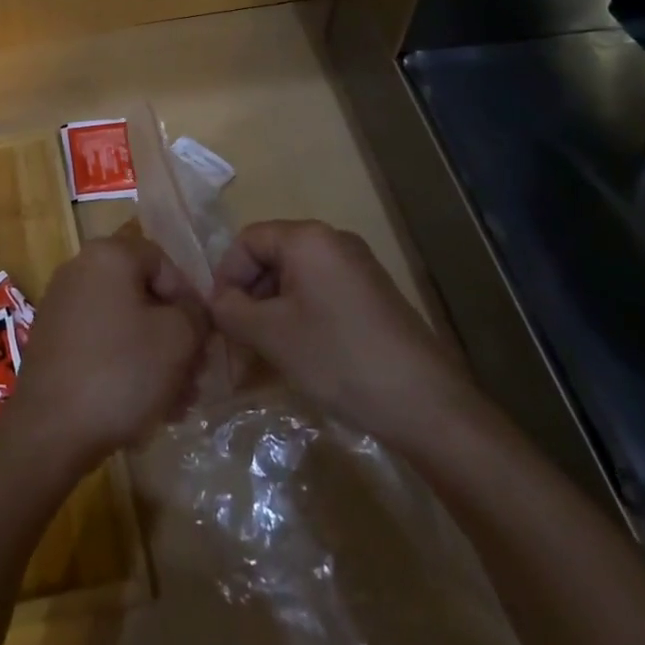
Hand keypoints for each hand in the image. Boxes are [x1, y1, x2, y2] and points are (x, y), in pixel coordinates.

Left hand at [3, 232, 207, 473]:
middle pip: (143, 295)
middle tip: (195, 376)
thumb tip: (192, 311)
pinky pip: (101, 343)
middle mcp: (79, 269)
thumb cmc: (121, 371)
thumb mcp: (177, 339)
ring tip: (176, 403)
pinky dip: (125, 367)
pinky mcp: (52, 341)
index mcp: (107, 255)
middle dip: (174, 336)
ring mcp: (61, 306)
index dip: (189, 298)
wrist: (50, 429)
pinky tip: (144, 407)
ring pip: (124, 324)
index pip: (163, 262)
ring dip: (155, 358)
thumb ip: (195, 314)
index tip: (203, 339)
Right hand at [209, 219, 481, 450]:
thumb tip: (217, 302)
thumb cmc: (339, 357)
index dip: (226, 277)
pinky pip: (320, 296)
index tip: (219, 319)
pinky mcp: (373, 297)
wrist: (427, 406)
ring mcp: (358, 269)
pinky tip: (297, 357)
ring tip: (262, 358)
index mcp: (308, 238)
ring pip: (295, 282)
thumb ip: (231, 311)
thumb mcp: (272, 335)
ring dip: (271, 315)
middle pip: (271, 259)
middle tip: (237, 345)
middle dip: (248, 300)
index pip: (248, 241)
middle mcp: (333, 242)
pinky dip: (299, 320)